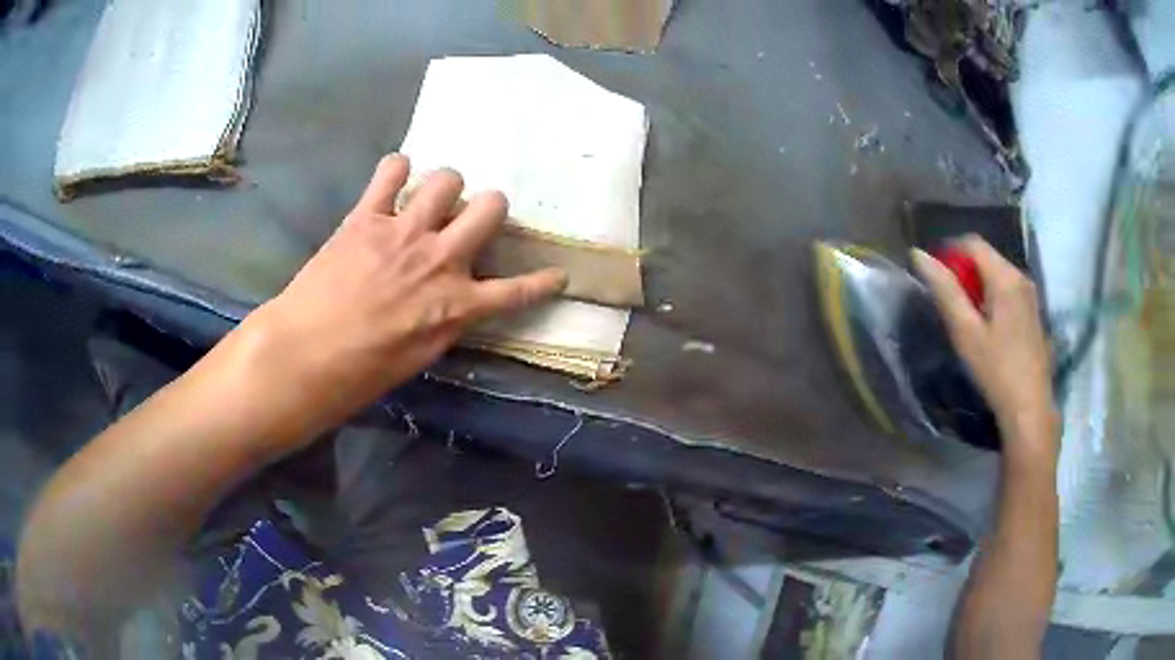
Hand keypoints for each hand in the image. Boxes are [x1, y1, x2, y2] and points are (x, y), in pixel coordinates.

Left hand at [237, 154, 565, 444]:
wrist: (306, 353)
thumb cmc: (361, 371)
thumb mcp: (419, 358)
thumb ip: (446, 322)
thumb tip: (456, 303)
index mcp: (457, 305)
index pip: (517, 292)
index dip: (543, 282)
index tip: (557, 274)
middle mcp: (441, 259)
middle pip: (491, 207)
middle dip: (491, 208)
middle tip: (472, 219)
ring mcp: (405, 231)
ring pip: (448, 178)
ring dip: (446, 187)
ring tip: (431, 199)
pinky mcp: (367, 216)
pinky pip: (391, 170)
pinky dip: (396, 170)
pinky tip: (393, 179)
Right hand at [912, 236, 1057, 464]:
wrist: (1030, 408)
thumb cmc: (996, 370)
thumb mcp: (965, 331)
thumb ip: (944, 290)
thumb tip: (919, 254)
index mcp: (1005, 277)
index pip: (972, 243)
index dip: (949, 252)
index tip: (935, 278)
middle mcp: (1021, 277)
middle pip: (986, 257)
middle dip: (964, 271)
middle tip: (948, 304)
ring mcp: (1031, 295)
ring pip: (998, 275)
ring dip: (978, 286)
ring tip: (966, 318)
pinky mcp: (1034, 313)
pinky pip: (1008, 291)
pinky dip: (992, 298)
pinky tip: (987, 329)